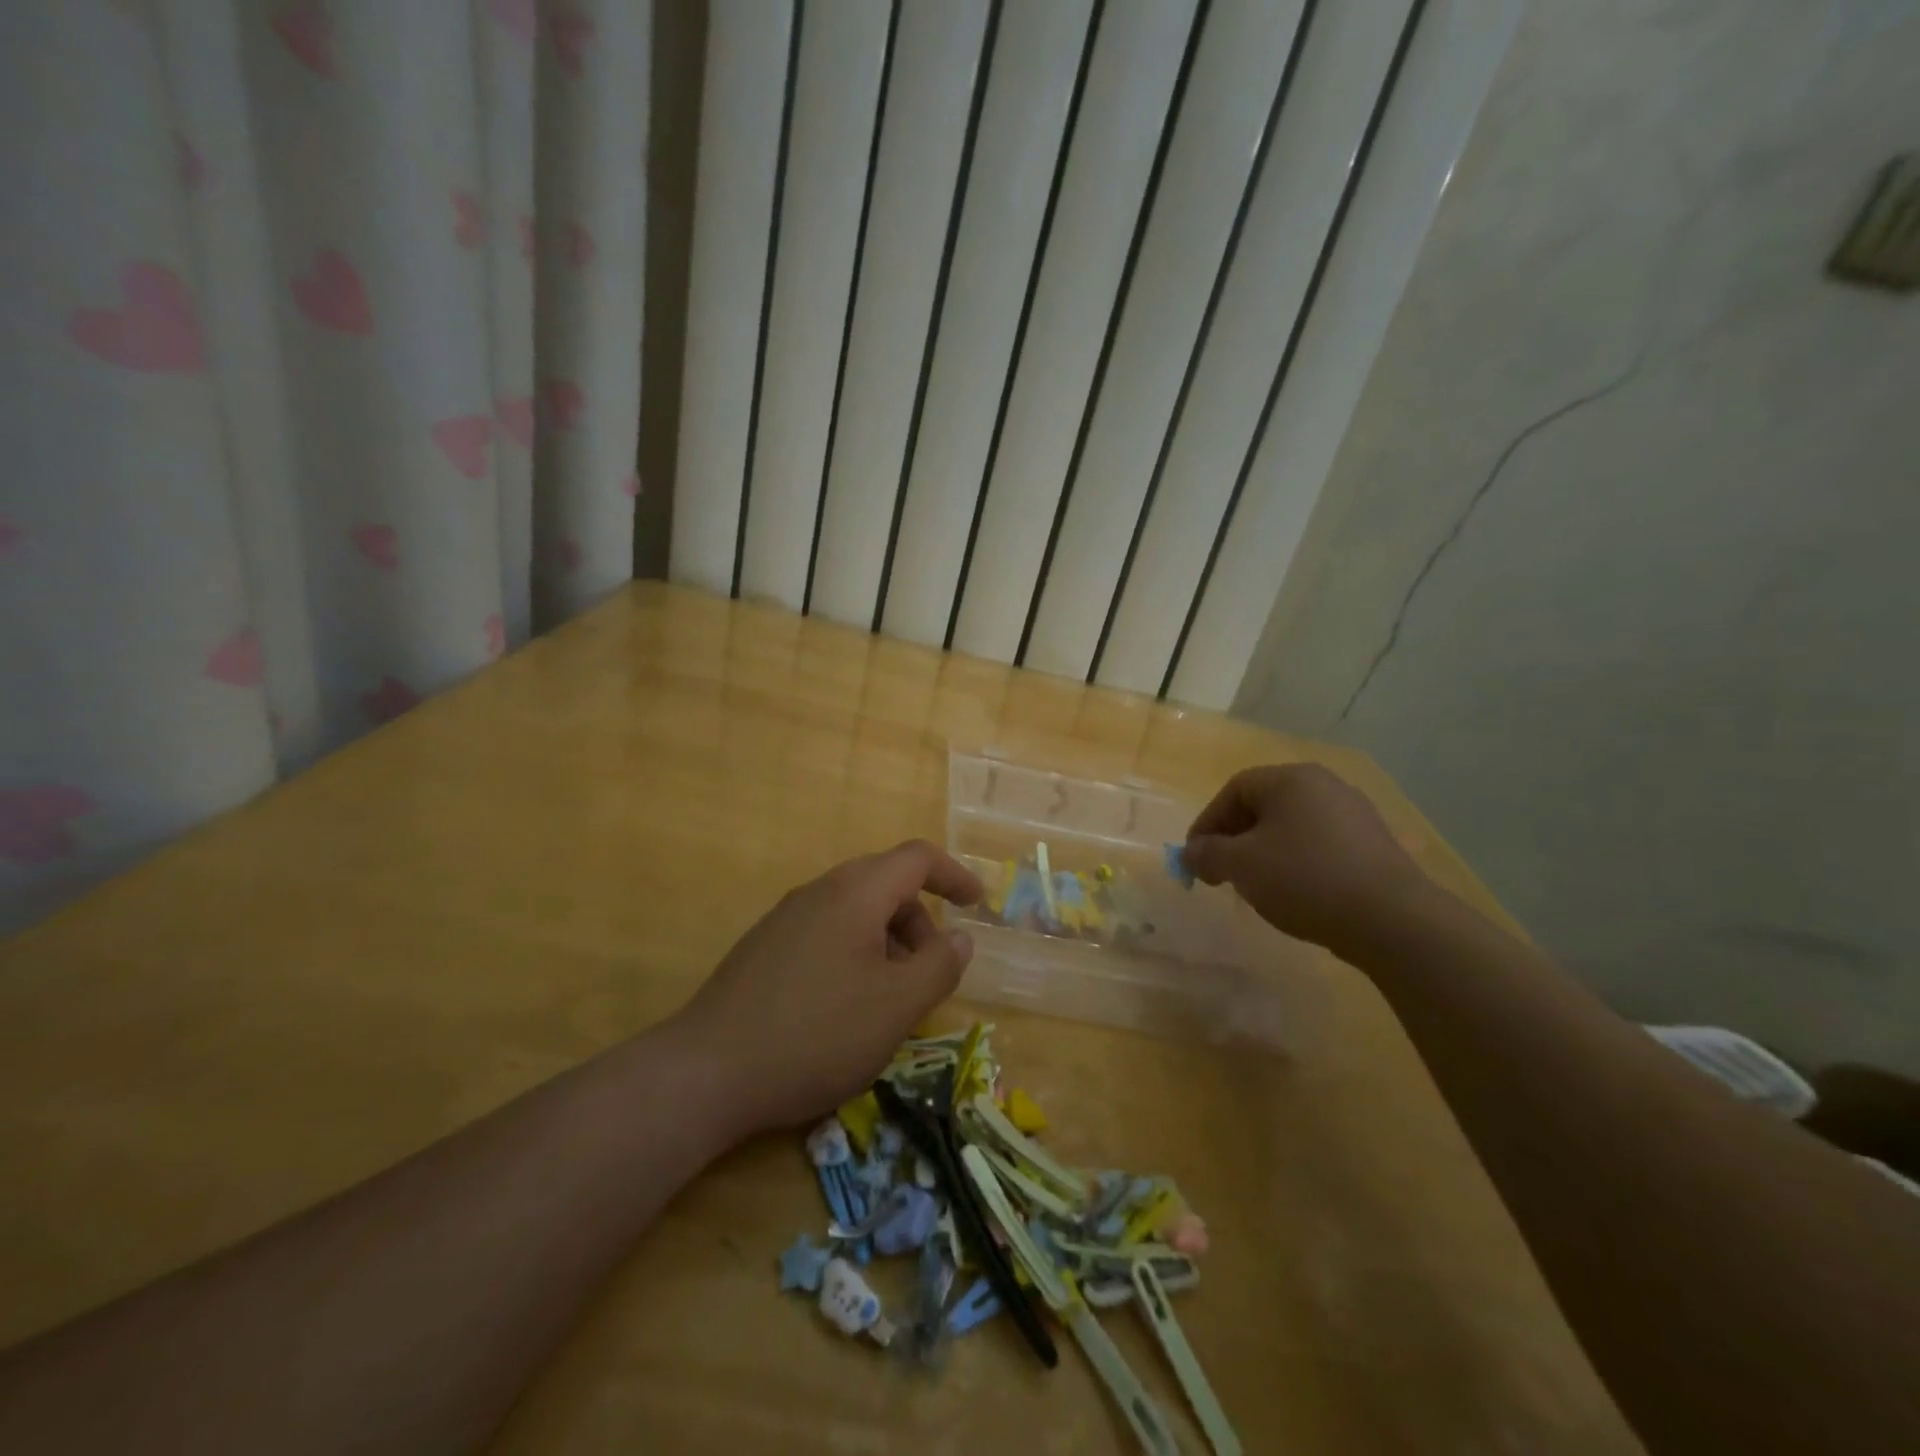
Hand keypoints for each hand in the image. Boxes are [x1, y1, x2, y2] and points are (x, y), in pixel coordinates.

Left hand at [673, 840, 982, 1136]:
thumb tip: (960, 938)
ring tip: (890, 997)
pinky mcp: (764, 947)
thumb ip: (939, 966)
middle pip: (885, 883)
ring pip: (854, 910)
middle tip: (931, 969)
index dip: (954, 875)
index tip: (978, 905)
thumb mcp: (896, 1006)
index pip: (917, 858)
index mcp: (856, 893)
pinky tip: (845, 1005)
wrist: (708, 1071)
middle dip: (920, 919)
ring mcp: (786, 918)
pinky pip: (826, 931)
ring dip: (887, 939)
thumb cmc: (817, 1033)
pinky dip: (855, 951)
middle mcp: (819, 892)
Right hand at [1184, 764, 1433, 950]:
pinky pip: (1320, 845)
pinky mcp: (1375, 845)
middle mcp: (1325, 785)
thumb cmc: (1304, 879)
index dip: (1207, 822)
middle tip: (1220, 871)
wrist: (1392, 920)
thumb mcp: (1241, 865)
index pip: (1234, 790)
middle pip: (1264, 805)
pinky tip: (1295, 893)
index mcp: (1291, 778)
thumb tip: (1192, 852)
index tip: (1194, 857)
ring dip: (1264, 852)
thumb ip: (1207, 854)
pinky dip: (1297, 863)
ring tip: (1255, 886)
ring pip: (1292, 827)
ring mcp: (1355, 814)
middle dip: (1234, 838)